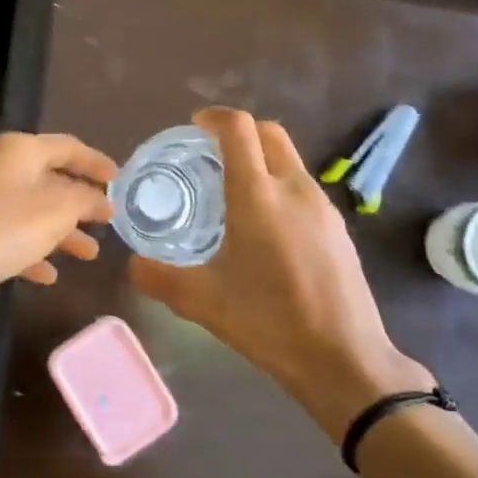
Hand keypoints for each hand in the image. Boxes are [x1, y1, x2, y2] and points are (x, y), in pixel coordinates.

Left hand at [0, 130, 116, 289]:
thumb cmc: (1, 225)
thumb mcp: (55, 211)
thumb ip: (84, 201)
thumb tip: (99, 200)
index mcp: (19, 150)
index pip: (67, 147)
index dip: (95, 162)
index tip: (118, 179)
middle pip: (47, 180)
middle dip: (79, 204)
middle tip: (104, 224)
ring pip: (28, 211)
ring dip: (59, 232)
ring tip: (87, 255)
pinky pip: (5, 235)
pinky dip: (30, 250)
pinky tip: (47, 276)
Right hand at [129, 108, 433, 440]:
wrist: (344, 359)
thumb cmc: (269, 322)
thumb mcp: (202, 302)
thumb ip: (159, 278)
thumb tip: (133, 264)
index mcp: (258, 196)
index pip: (239, 129)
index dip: (215, 117)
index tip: (195, 126)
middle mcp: (294, 189)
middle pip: (269, 133)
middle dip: (240, 132)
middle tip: (211, 154)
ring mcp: (322, 207)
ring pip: (289, 160)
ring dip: (262, 159)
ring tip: (234, 192)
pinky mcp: (338, 228)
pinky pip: (303, 187)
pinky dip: (279, 185)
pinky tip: (266, 227)